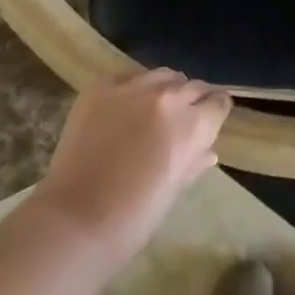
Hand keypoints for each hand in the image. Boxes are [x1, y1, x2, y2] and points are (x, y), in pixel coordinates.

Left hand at [32, 69, 231, 265]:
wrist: (75, 219)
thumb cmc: (133, 217)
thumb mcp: (173, 191)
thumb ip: (193, 162)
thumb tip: (208, 151)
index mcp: (192, 125)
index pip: (219, 102)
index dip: (216, 111)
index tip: (211, 119)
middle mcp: (168, 97)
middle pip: (193, 85)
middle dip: (193, 100)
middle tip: (183, 119)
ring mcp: (132, 87)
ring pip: (162, 75)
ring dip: (165, 89)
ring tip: (154, 109)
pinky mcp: (101, 87)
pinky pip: (127, 77)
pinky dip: (132, 89)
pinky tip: (123, 108)